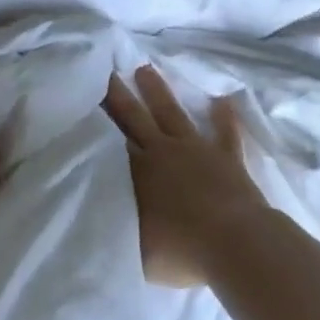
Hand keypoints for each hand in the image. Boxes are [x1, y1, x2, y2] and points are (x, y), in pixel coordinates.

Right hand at [102, 65, 271, 288]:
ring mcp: (198, 150)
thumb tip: (97, 219)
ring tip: (146, 69)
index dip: (99, 120)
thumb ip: (118, 226)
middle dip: (120, 95)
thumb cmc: (179, 250)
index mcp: (138, 171)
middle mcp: (163, 152)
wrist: (233, 242)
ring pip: (173, 113)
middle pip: (137, 117)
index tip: (85, 99)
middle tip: (107, 71)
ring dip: (159, 91)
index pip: (112, 140)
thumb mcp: (135, 247)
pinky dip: (224, 116)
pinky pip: (226, 132)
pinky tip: (224, 100)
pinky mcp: (228, 158)